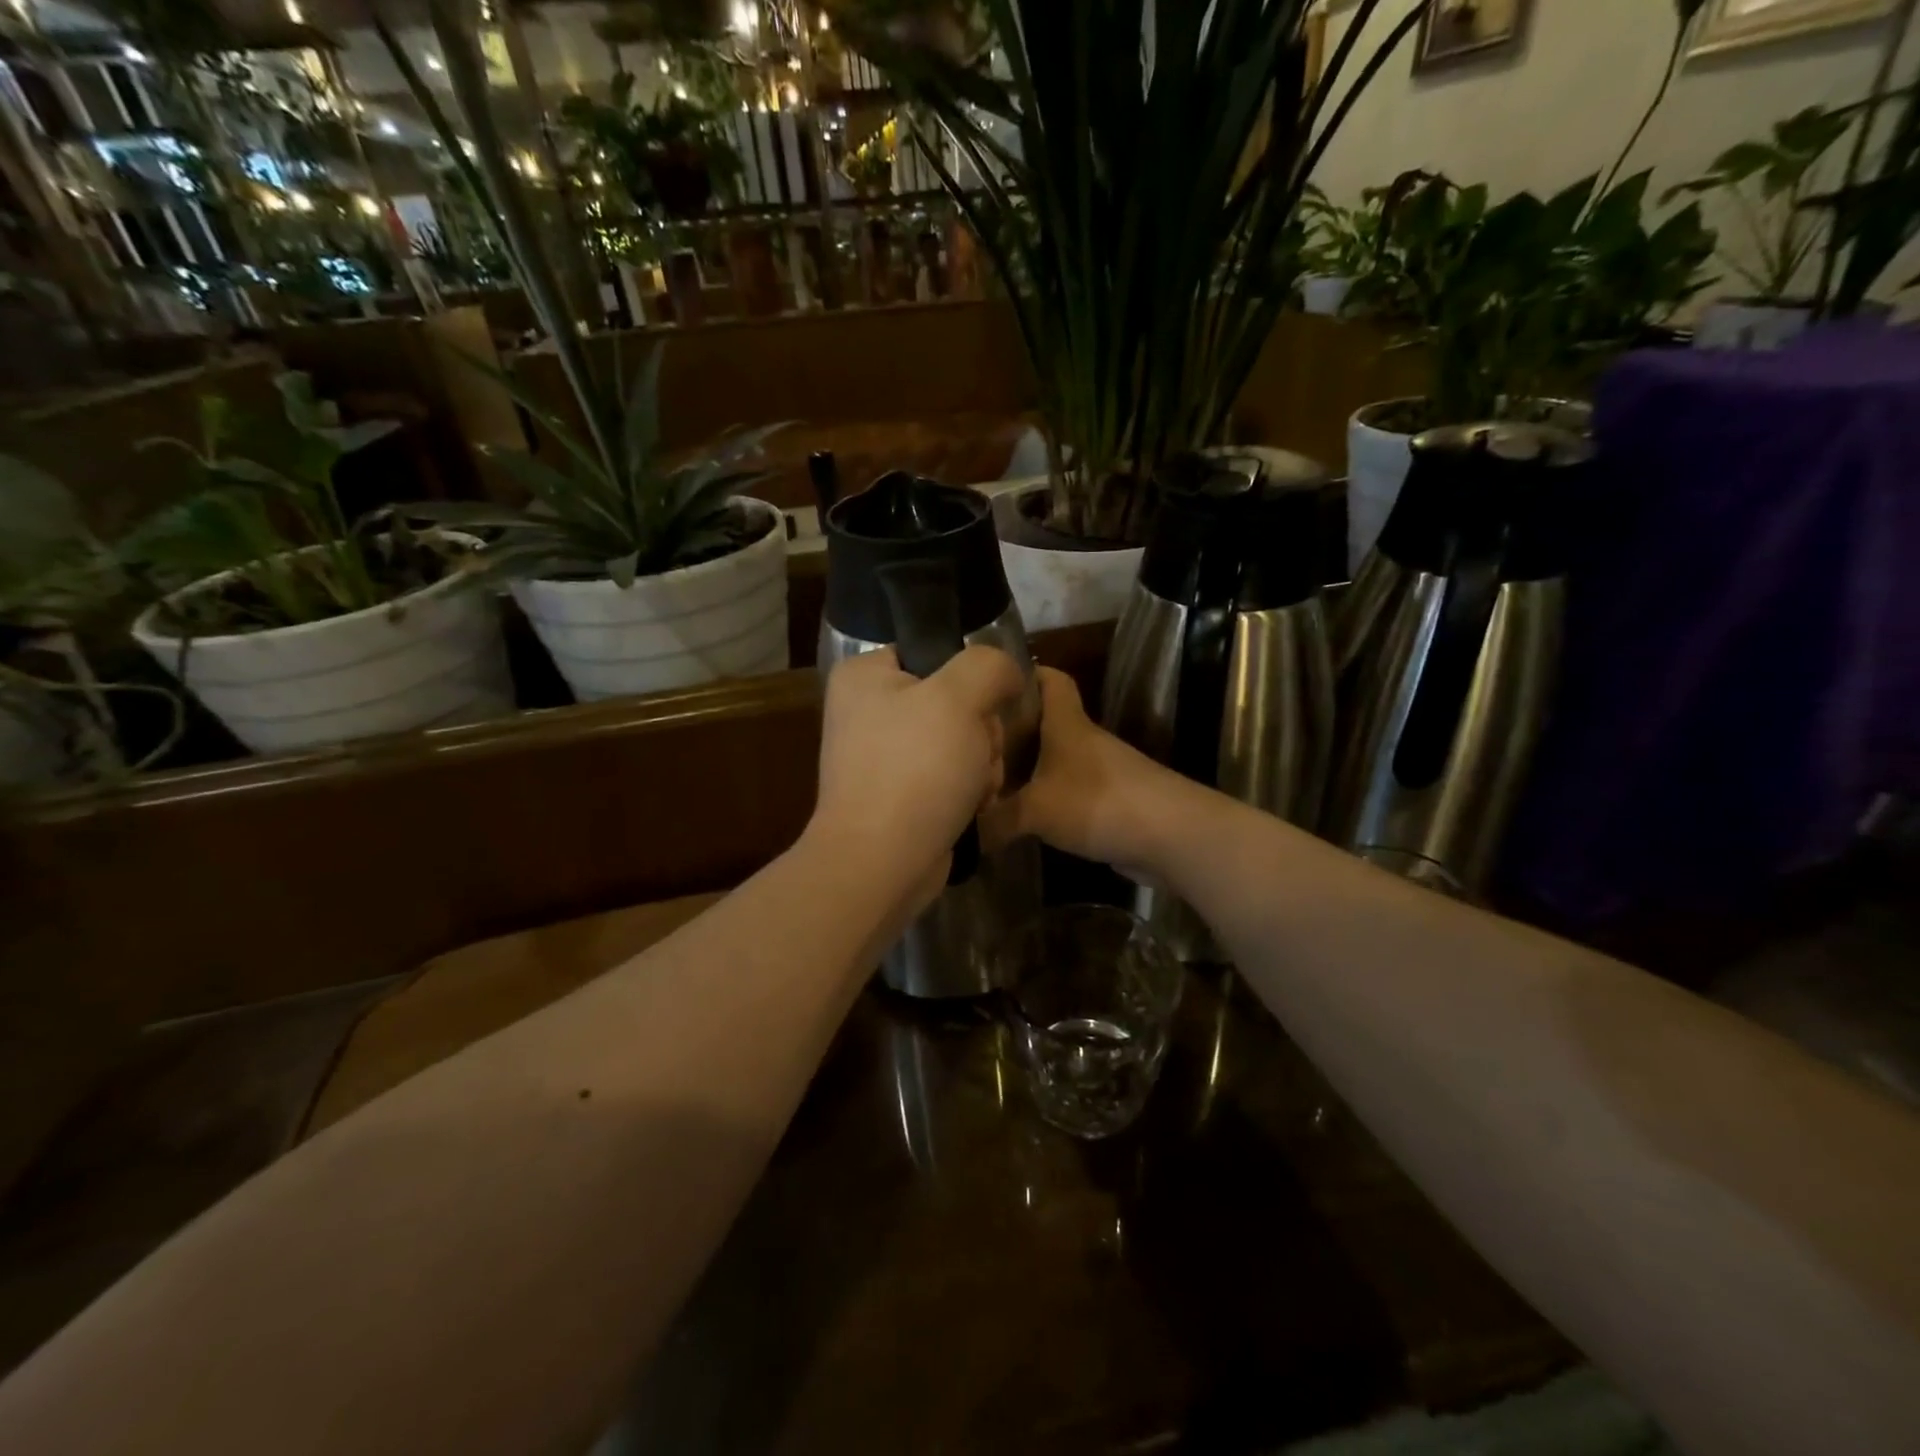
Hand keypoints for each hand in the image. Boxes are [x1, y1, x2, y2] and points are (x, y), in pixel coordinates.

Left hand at [810, 645, 1025, 903]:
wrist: (882, 863)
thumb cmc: (915, 769)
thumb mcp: (959, 697)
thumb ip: (988, 665)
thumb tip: (1005, 672)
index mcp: (865, 676)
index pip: (933, 651)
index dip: (970, 676)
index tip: (984, 705)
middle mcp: (868, 711)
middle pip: (954, 700)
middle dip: (981, 731)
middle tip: (979, 754)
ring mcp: (882, 756)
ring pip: (960, 740)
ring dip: (982, 763)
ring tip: (976, 786)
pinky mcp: (899, 794)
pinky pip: (949, 775)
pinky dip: (968, 789)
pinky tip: (971, 806)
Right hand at [982, 667, 1187, 875]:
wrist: (1169, 836)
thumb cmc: (1098, 802)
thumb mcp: (1035, 810)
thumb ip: (994, 821)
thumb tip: (964, 833)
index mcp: (1066, 723)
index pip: (1049, 678)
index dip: (1023, 672)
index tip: (988, 683)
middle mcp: (1083, 740)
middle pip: (1044, 721)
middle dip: (1011, 729)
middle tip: (970, 744)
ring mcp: (1099, 771)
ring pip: (1053, 759)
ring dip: (1026, 768)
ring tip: (986, 782)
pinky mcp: (1106, 801)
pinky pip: (1065, 791)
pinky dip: (1043, 799)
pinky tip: (1018, 817)